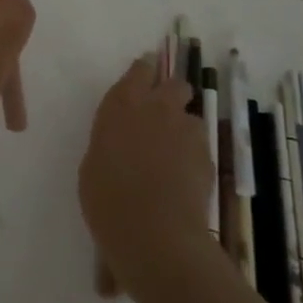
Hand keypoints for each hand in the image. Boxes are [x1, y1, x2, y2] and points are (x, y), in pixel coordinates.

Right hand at [79, 57, 209, 295]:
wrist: (154, 232)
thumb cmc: (107, 197)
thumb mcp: (94, 164)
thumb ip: (111, 143)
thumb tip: (121, 146)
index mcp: (121, 104)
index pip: (139, 70)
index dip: (144, 71)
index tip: (144, 73)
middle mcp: (157, 108)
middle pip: (175, 84)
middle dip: (172, 93)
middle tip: (162, 112)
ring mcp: (186, 132)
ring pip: (192, 117)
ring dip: (184, 128)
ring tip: (174, 154)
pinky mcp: (208, 157)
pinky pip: (200, 147)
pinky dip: (193, 157)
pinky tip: (184, 178)